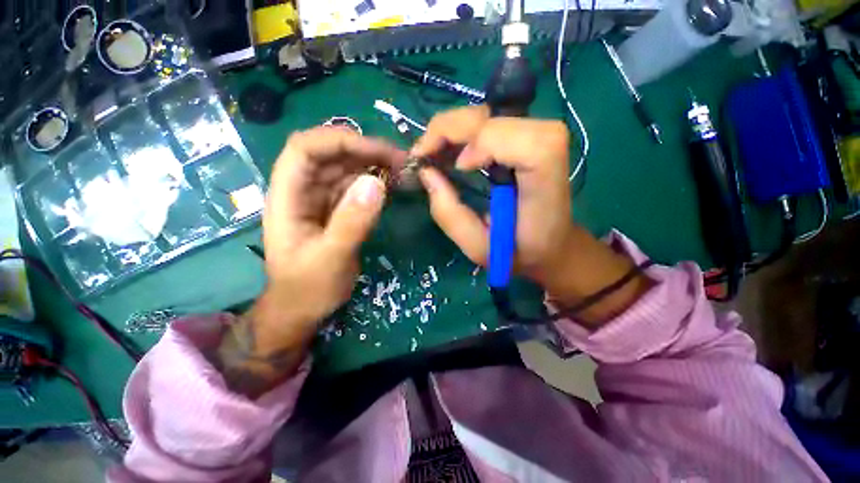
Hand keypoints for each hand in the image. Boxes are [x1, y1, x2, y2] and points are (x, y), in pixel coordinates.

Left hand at [260, 127, 404, 336]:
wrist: (303, 309)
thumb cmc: (308, 288)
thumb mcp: (331, 259)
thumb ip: (351, 223)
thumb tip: (377, 183)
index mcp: (288, 196)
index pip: (306, 148)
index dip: (340, 141)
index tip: (378, 151)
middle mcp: (303, 190)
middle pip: (331, 154)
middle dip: (366, 150)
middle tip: (401, 161)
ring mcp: (322, 199)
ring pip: (347, 168)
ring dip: (374, 164)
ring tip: (403, 170)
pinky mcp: (338, 209)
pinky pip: (357, 186)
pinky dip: (376, 181)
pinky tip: (394, 184)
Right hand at [411, 106, 573, 284]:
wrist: (551, 242)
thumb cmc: (517, 250)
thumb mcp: (478, 247)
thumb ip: (450, 215)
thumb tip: (426, 172)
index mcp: (544, 182)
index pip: (518, 141)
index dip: (482, 145)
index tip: (457, 170)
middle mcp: (548, 147)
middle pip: (493, 118)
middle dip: (449, 130)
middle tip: (423, 155)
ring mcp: (539, 135)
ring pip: (486, 114)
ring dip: (451, 131)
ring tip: (432, 154)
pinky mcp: (528, 133)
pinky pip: (487, 121)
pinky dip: (461, 132)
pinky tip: (449, 151)